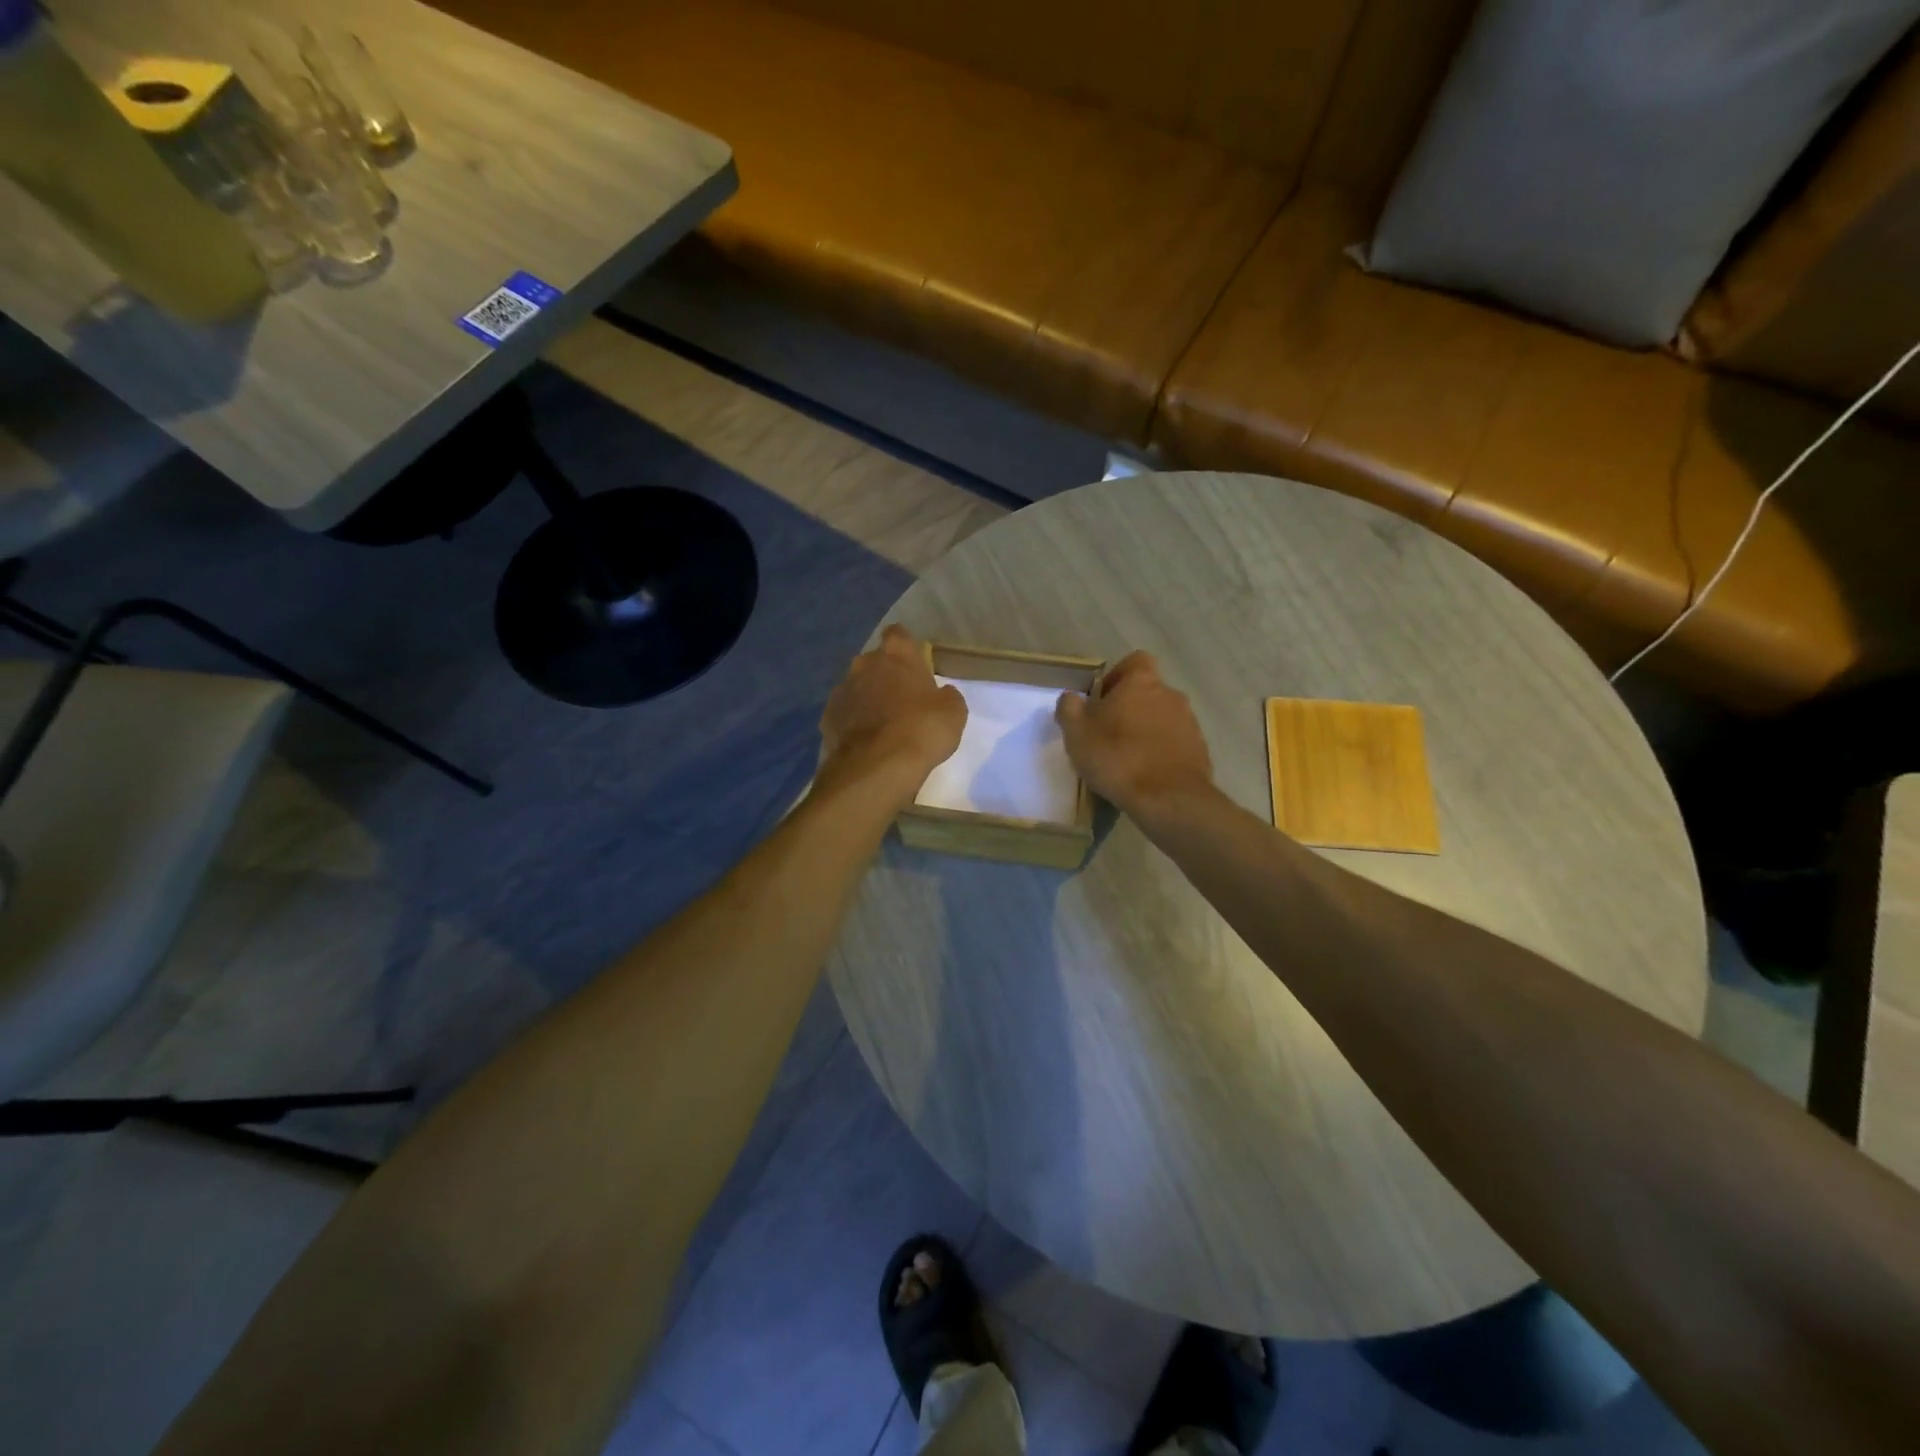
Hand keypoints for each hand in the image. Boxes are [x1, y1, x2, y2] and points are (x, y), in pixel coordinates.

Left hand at [818, 625, 966, 806]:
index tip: (913, 662)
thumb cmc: (922, 729)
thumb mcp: (953, 711)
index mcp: (895, 655)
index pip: (897, 634)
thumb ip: (946, 696)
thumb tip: (941, 694)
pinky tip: (865, 742)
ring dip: (867, 699)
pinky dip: (852, 723)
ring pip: (856, 687)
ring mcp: (841, 690)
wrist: (877, 767)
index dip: (905, 647)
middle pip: (874, 662)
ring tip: (881, 724)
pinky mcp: (826, 718)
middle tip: (901, 699)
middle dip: (885, 675)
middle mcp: (863, 664)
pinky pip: (843, 714)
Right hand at [1056, 651, 1213, 816]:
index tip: (1102, 701)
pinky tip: (1145, 775)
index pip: (1134, 661)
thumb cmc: (1117, 758)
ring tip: (1126, 760)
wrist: (1168, 799)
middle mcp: (1171, 695)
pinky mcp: (1199, 750)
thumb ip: (1069, 708)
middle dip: (1129, 709)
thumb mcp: (1076, 733)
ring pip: (1162, 718)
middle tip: (1107, 734)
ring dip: (1145, 731)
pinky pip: (1175, 743)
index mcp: (1142, 683)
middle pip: (1147, 692)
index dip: (1117, 677)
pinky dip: (1160, 753)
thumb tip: (1072, 698)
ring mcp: (1189, 723)